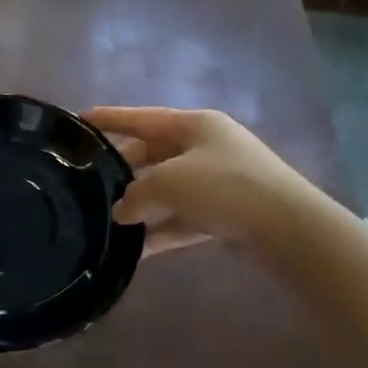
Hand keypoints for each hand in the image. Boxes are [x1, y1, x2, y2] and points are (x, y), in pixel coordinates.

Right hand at [84, 106, 320, 259]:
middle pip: (152, 153)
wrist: (290, 228)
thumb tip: (121, 211)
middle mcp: (205, 146)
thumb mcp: (170, 183)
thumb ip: (136, 194)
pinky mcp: (226, 213)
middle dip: (122, 168)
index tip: (78, 120)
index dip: (109, 119)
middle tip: (88, 182)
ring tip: (106, 219)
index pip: (141, 117)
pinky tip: (135, 250)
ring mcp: (218, 180)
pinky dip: (161, 231)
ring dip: (140, 204)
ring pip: (167, 188)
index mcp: (193, 125)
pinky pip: (183, 218)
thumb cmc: (225, 187)